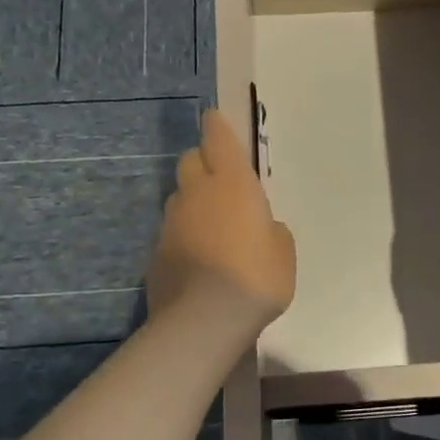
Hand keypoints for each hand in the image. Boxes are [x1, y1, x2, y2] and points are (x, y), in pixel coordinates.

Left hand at [148, 108, 295, 332]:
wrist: (205, 319)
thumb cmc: (256, 276)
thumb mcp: (283, 251)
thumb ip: (272, 231)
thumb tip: (262, 229)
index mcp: (232, 183)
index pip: (218, 138)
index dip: (217, 127)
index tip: (215, 119)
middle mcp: (196, 193)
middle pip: (191, 161)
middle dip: (203, 163)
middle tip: (221, 182)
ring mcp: (171, 223)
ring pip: (179, 198)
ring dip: (193, 202)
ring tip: (212, 228)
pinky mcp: (155, 252)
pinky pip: (172, 232)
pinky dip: (183, 236)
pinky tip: (197, 260)